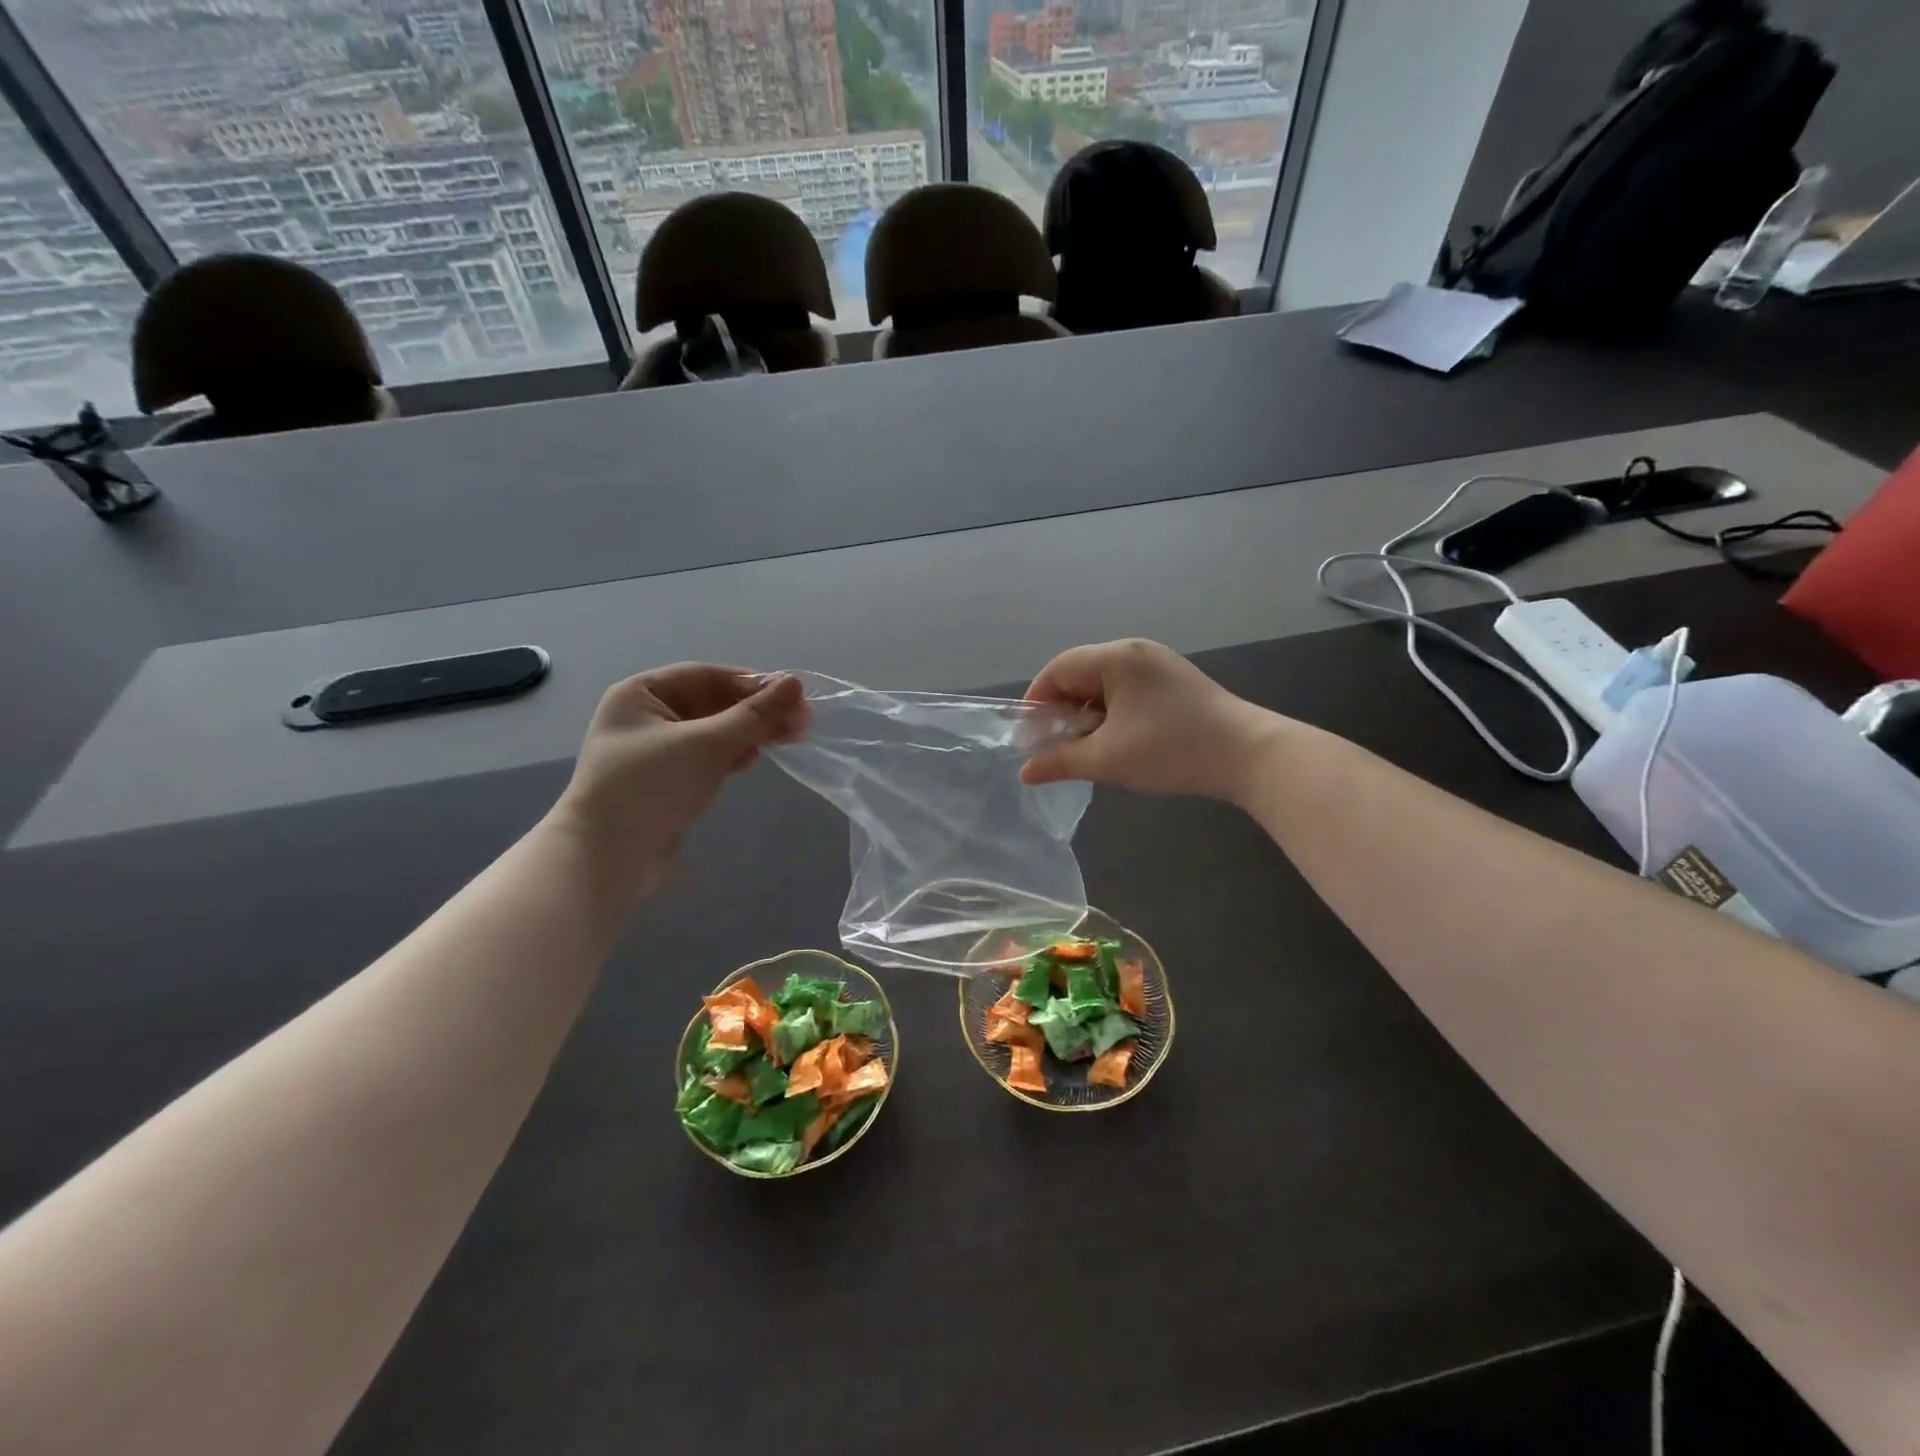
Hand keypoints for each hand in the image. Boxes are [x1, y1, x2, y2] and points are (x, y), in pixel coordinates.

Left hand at [548, 665, 808, 895]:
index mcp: (641, 693)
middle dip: (755, 711)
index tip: (793, 695)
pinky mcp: (664, 781)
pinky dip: (730, 755)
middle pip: (711, 703)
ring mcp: (653, 751)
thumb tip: (796, 683)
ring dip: (747, 733)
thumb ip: (754, 714)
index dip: (752, 683)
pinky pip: (705, 757)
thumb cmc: (652, 786)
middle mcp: (644, 716)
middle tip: (800, 723)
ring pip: (711, 731)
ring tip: (786, 740)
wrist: (607, 859)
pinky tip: (751, 760)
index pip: (707, 676)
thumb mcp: (708, 744)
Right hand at [1020, 639, 1277, 802]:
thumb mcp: (1108, 759)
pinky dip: (1111, 713)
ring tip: (1084, 748)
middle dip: (1061, 710)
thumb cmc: (1171, 750)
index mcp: (1116, 657)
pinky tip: (1115, 741)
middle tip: (1054, 745)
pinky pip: (1127, 690)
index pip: (1058, 669)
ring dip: (1087, 714)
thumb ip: (1060, 761)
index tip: (1029, 737)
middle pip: (1080, 673)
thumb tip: (1026, 772)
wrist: (1248, 755)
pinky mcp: (1174, 682)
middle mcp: (1135, 651)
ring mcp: (1158, 664)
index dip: (1036, 702)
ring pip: (1104, 684)